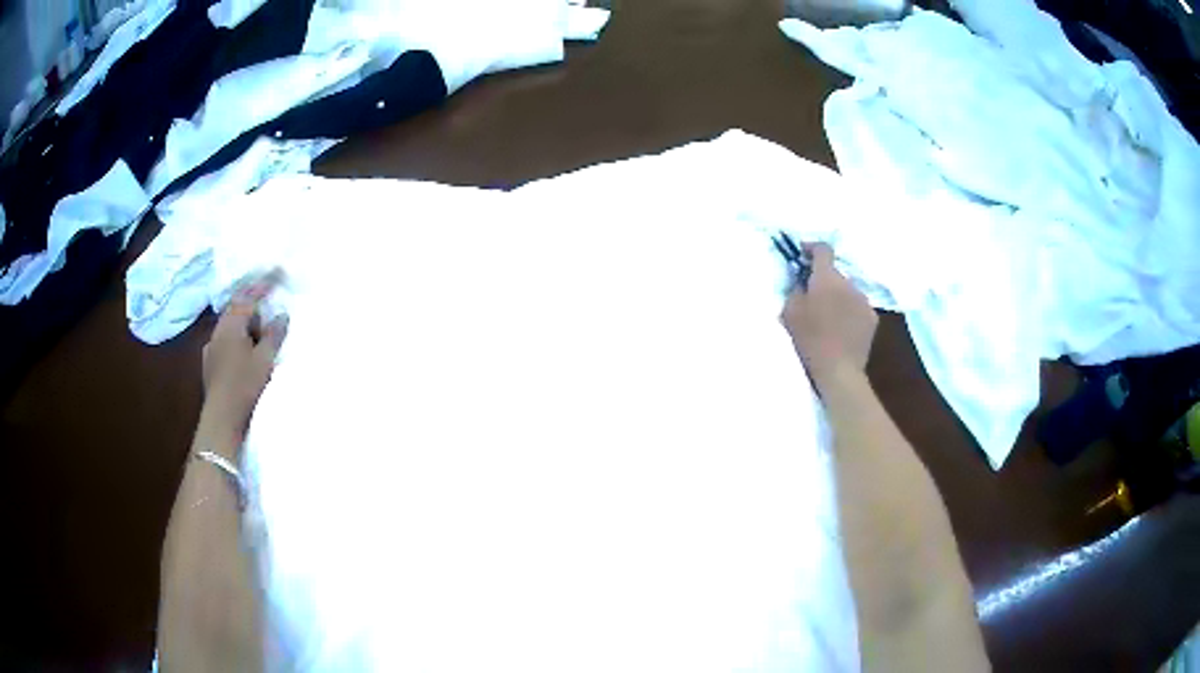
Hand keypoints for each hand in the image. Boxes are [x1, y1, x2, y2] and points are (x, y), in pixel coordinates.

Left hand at [200, 272, 288, 449]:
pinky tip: (244, 353)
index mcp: (231, 325)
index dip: (263, 284)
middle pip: (236, 310)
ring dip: (245, 325)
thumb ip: (273, 335)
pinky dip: (238, 340)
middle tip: (270, 307)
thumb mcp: (265, 359)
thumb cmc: (244, 385)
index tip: (278, 272)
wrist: (222, 419)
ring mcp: (211, 349)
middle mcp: (218, 332)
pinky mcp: (210, 365)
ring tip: (259, 332)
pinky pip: (226, 342)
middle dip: (253, 306)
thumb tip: (281, 315)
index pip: (248, 296)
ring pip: (230, 327)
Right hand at [781, 242, 876, 386]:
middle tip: (812, 295)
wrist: (839, 369)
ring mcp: (864, 300)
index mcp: (827, 278)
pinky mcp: (873, 318)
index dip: (812, 248)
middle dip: (824, 279)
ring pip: (848, 290)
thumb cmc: (810, 339)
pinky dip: (849, 311)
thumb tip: (801, 281)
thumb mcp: (790, 312)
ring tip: (828, 315)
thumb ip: (795, 290)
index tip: (802, 254)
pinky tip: (842, 328)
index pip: (823, 249)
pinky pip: (858, 307)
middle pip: (835, 273)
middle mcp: (849, 283)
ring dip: (838, 296)